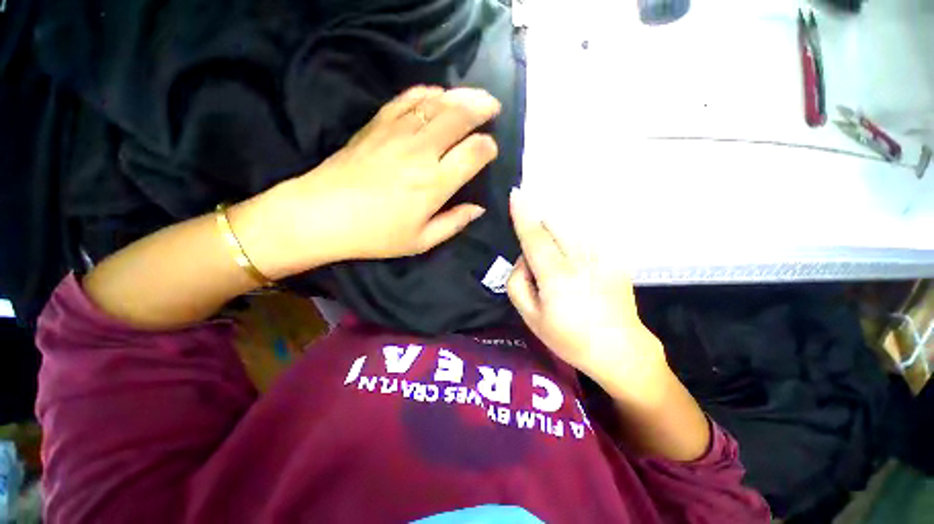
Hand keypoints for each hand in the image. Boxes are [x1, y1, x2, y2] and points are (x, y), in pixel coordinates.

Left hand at [247, 86, 500, 277]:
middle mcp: (421, 152)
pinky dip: (426, 92)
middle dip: (482, 107)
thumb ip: (454, 223)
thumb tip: (478, 209)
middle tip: (493, 106)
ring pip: (436, 103)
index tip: (490, 149)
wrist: (321, 215)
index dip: (488, 147)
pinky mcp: (377, 125)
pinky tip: (437, 94)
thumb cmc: (375, 235)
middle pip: (459, 117)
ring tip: (474, 96)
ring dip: (460, 95)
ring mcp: (397, 133)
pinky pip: (407, 99)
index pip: (473, 153)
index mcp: (435, 184)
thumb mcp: (421, 241)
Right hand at [506, 189, 669, 398]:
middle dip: (539, 225)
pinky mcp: (614, 258)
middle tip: (536, 250)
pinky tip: (575, 259)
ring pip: (572, 227)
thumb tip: (523, 258)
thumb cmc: (569, 338)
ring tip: (556, 258)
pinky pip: (587, 236)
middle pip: (554, 225)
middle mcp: (580, 260)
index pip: (535, 237)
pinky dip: (574, 237)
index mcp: (556, 277)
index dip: (523, 214)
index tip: (516, 194)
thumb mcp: (530, 317)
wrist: (619, 349)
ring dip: (557, 230)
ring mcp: (601, 257)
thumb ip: (518, 283)